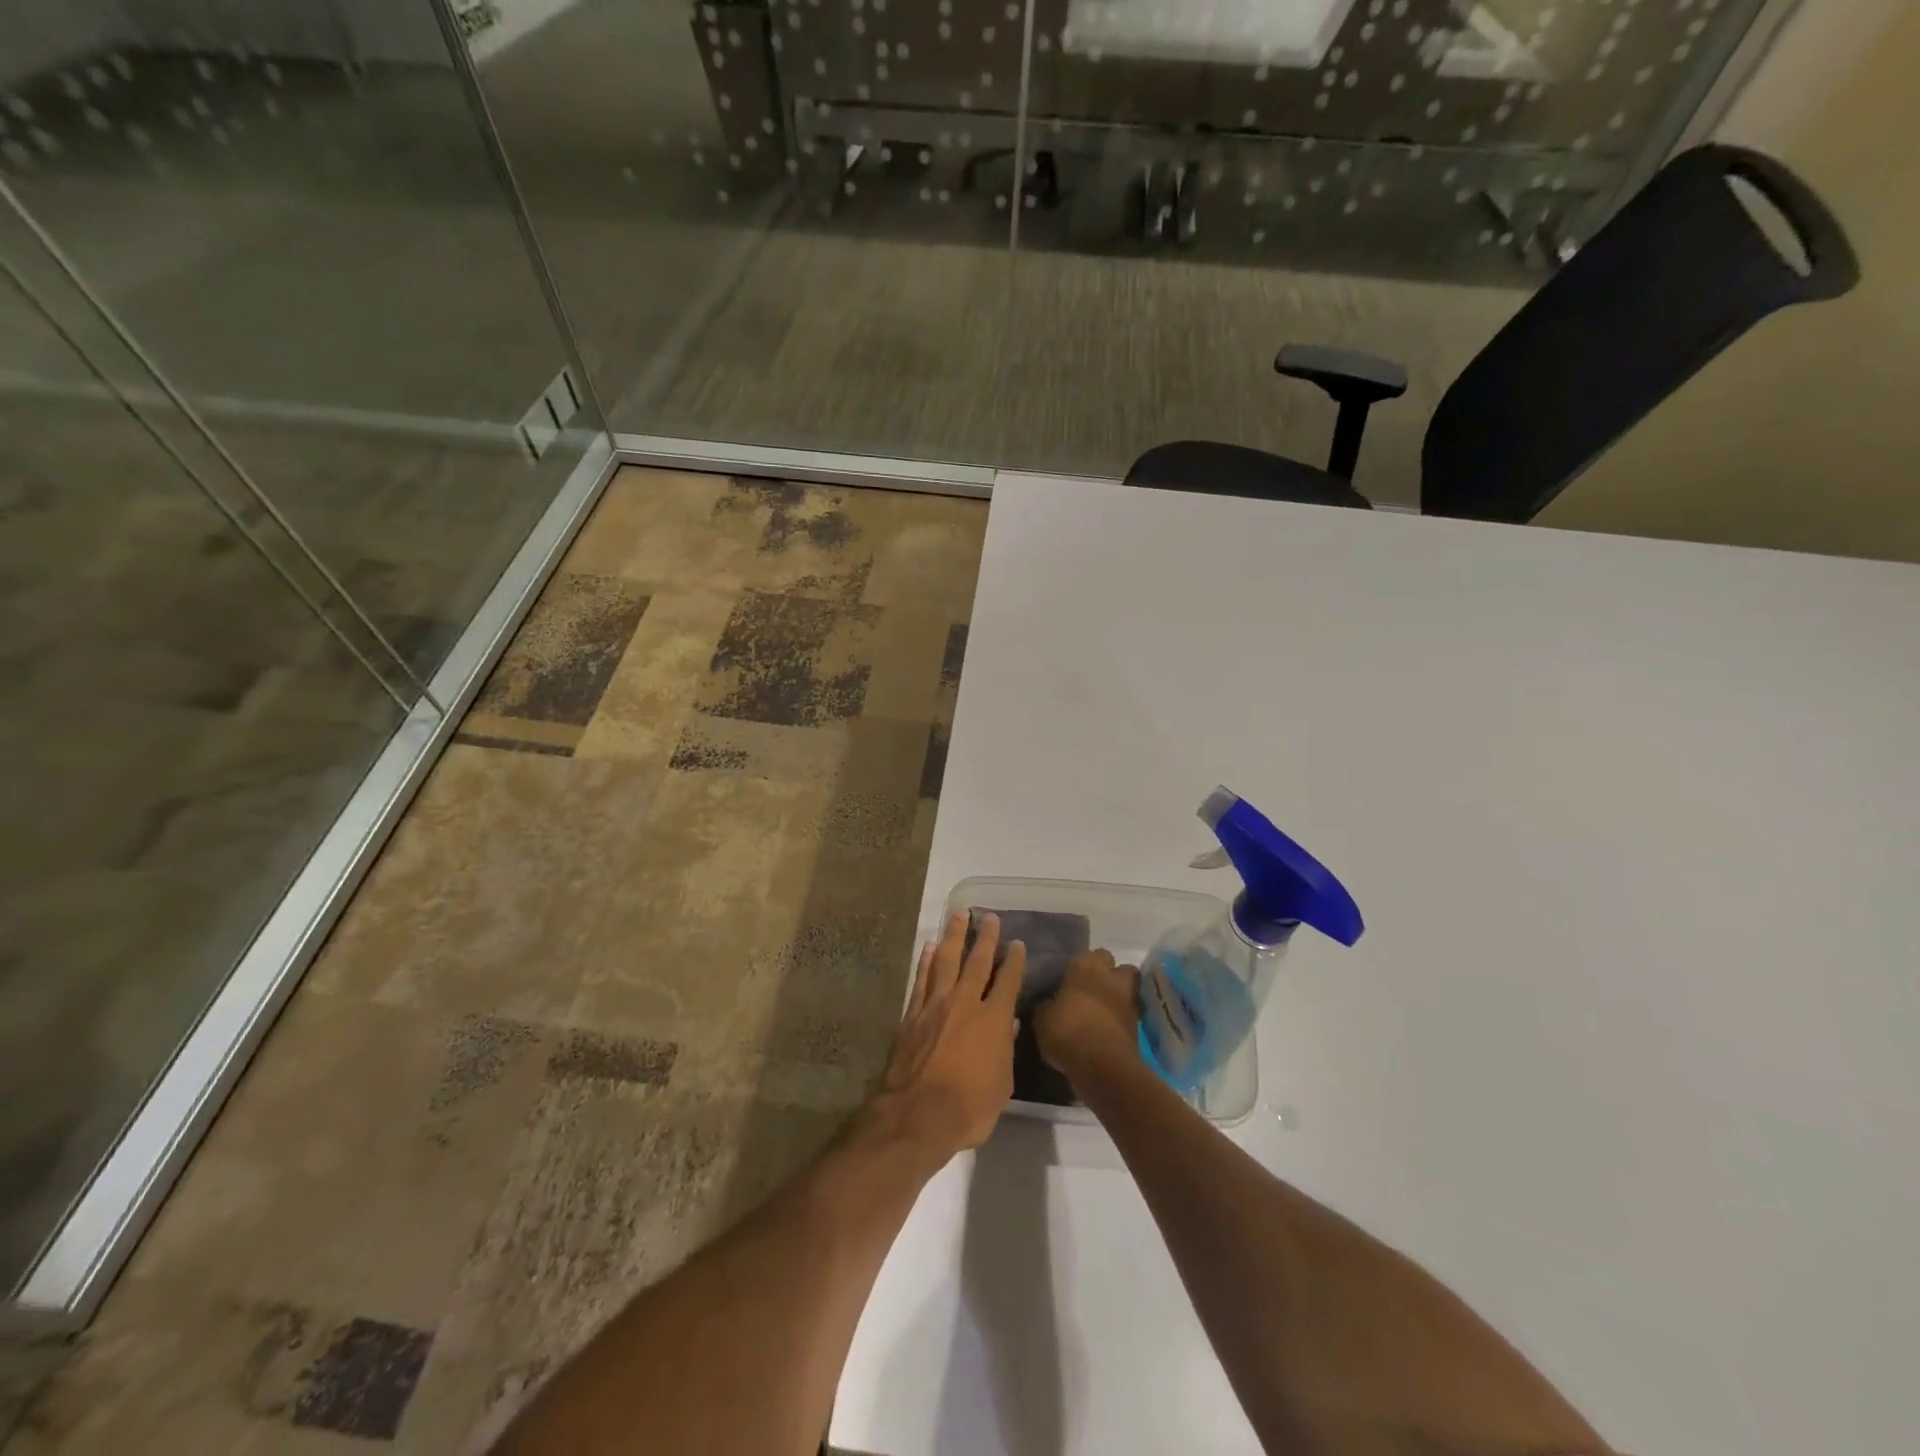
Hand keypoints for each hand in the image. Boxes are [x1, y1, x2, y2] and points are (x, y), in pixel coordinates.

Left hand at [868, 911, 1023, 1161]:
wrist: (916, 1115)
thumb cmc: (968, 1108)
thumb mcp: (1001, 1086)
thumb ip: (1005, 1050)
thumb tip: (1008, 1023)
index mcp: (993, 1020)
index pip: (1008, 981)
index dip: (1014, 960)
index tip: (1018, 943)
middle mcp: (965, 1003)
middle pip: (977, 961)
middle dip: (985, 937)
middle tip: (989, 916)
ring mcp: (935, 1005)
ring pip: (946, 960)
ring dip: (953, 936)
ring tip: (958, 914)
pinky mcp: (912, 1014)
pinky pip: (921, 979)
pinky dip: (925, 961)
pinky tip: (928, 946)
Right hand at [1034, 949, 1140, 1078]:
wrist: (1104, 1068)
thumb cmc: (1068, 1033)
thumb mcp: (1042, 1020)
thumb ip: (1046, 1007)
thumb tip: (1048, 1005)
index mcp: (1084, 968)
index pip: (1082, 954)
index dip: (1075, 965)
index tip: (1066, 978)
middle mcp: (1109, 977)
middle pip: (1111, 962)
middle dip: (1103, 971)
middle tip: (1087, 988)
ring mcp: (1127, 1000)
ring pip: (1127, 985)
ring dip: (1117, 992)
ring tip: (1102, 1007)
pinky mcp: (1138, 1025)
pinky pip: (1129, 1012)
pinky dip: (1121, 1017)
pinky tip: (1108, 1028)